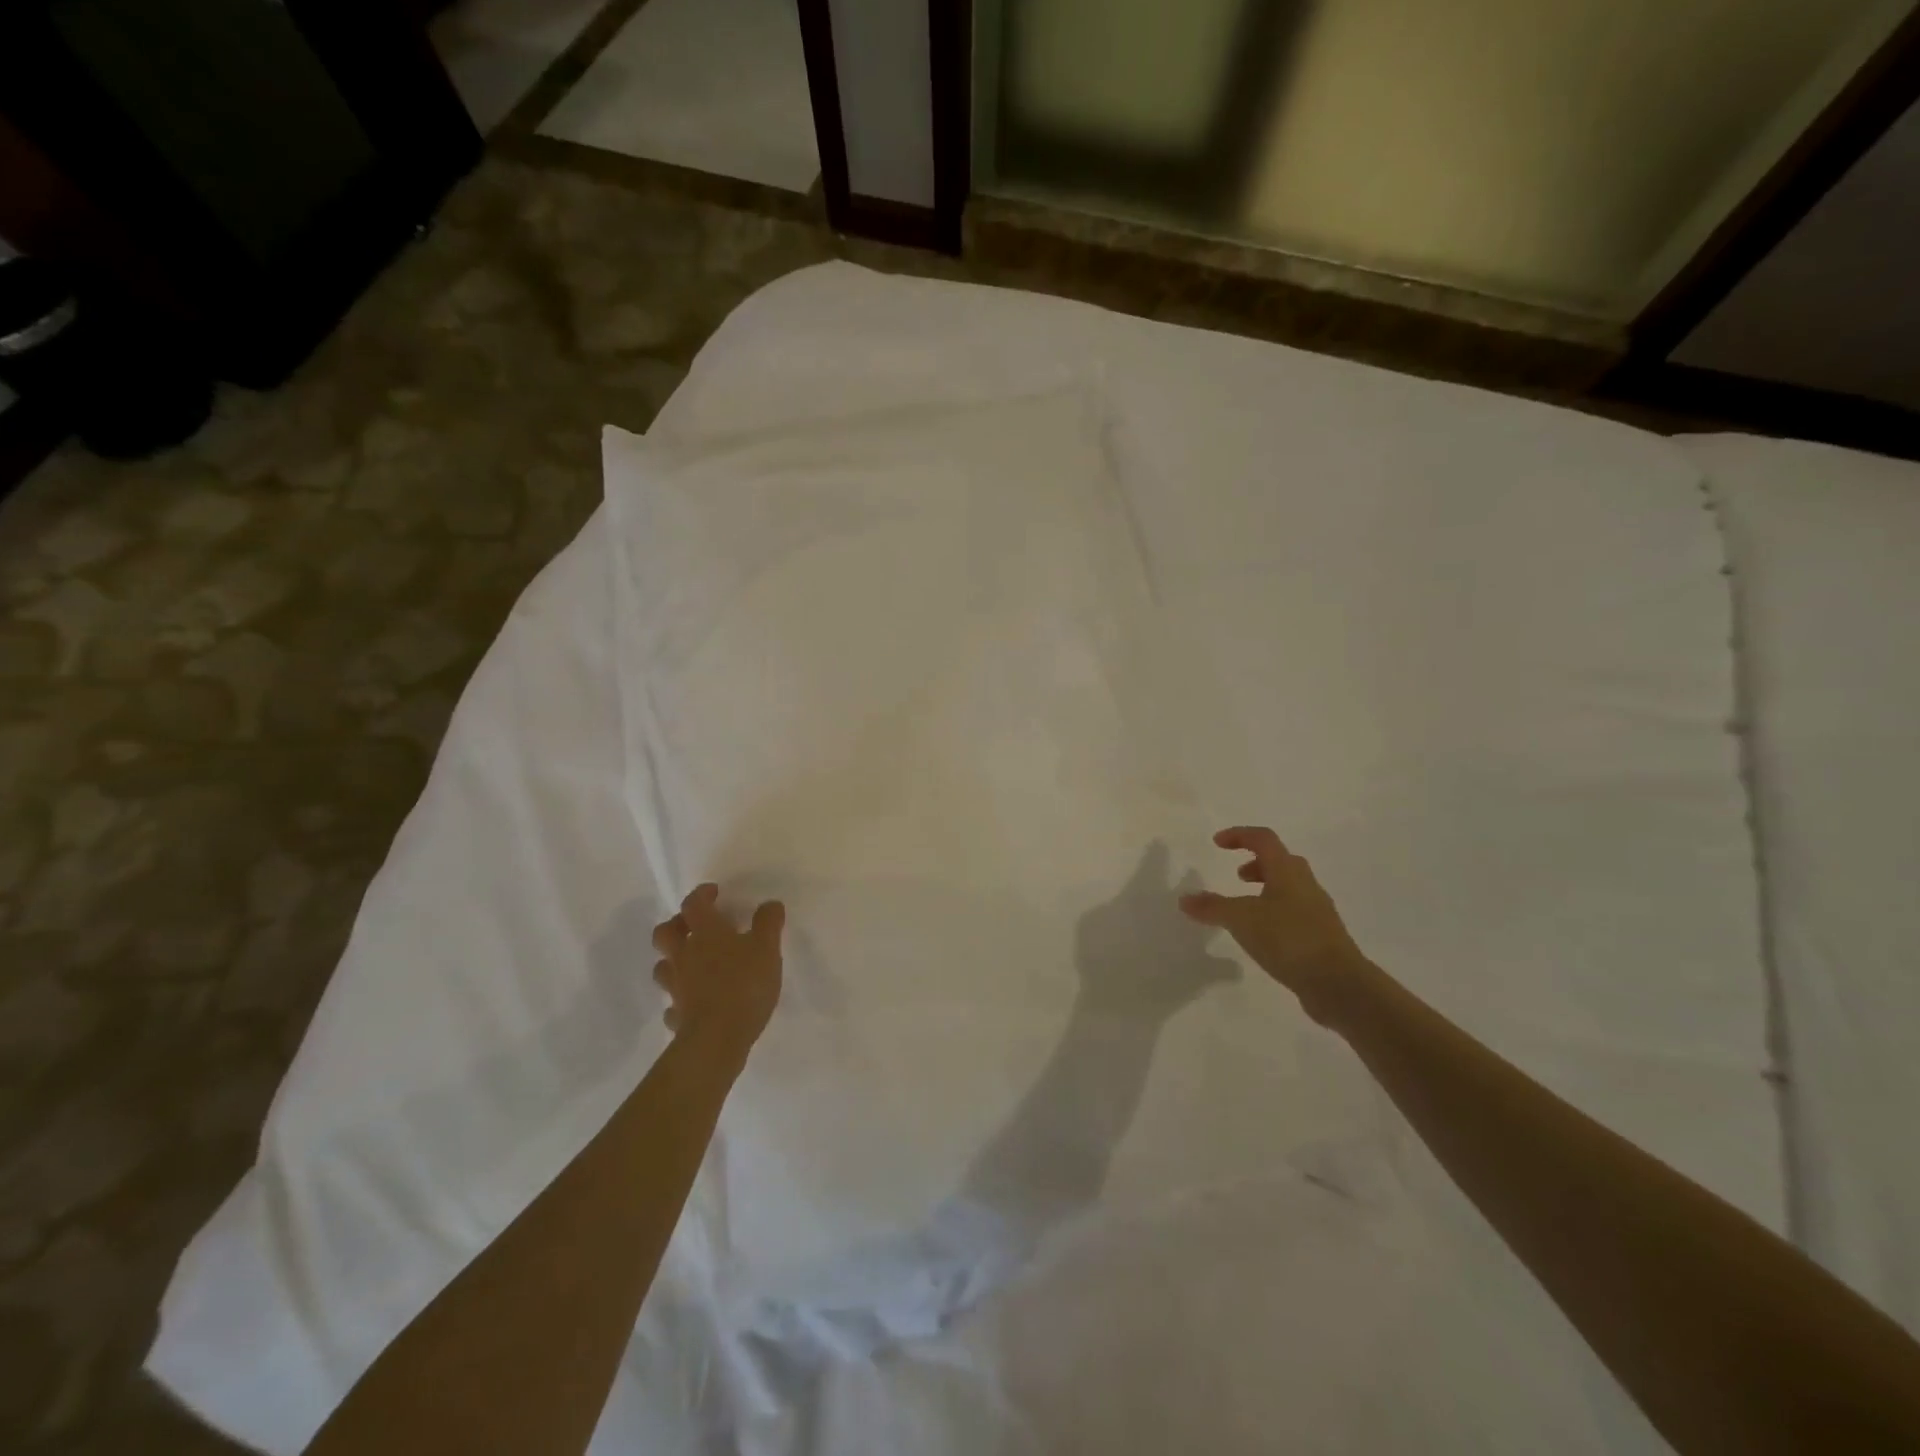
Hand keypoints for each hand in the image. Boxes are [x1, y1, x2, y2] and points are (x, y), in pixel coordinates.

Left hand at [652, 884, 784, 1060]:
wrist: (717, 1038)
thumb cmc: (744, 984)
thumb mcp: (767, 948)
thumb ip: (768, 923)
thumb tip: (769, 904)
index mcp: (706, 933)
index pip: (694, 905)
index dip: (701, 895)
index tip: (713, 892)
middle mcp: (685, 956)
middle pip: (665, 933)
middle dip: (676, 925)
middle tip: (694, 926)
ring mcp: (677, 987)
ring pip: (663, 967)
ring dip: (673, 960)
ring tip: (692, 963)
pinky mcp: (678, 1016)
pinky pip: (673, 1004)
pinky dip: (680, 999)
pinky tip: (693, 1002)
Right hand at [1178, 827, 1366, 1022]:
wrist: (1339, 984)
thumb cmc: (1288, 939)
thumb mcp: (1241, 919)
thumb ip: (1212, 907)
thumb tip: (1184, 899)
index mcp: (1288, 871)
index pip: (1263, 839)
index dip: (1239, 835)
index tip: (1217, 843)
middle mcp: (1306, 885)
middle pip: (1281, 861)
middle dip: (1256, 864)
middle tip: (1236, 877)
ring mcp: (1317, 911)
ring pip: (1289, 888)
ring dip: (1266, 889)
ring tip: (1245, 909)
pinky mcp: (1321, 936)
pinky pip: (1294, 913)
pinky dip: (1274, 914)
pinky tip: (1262, 936)